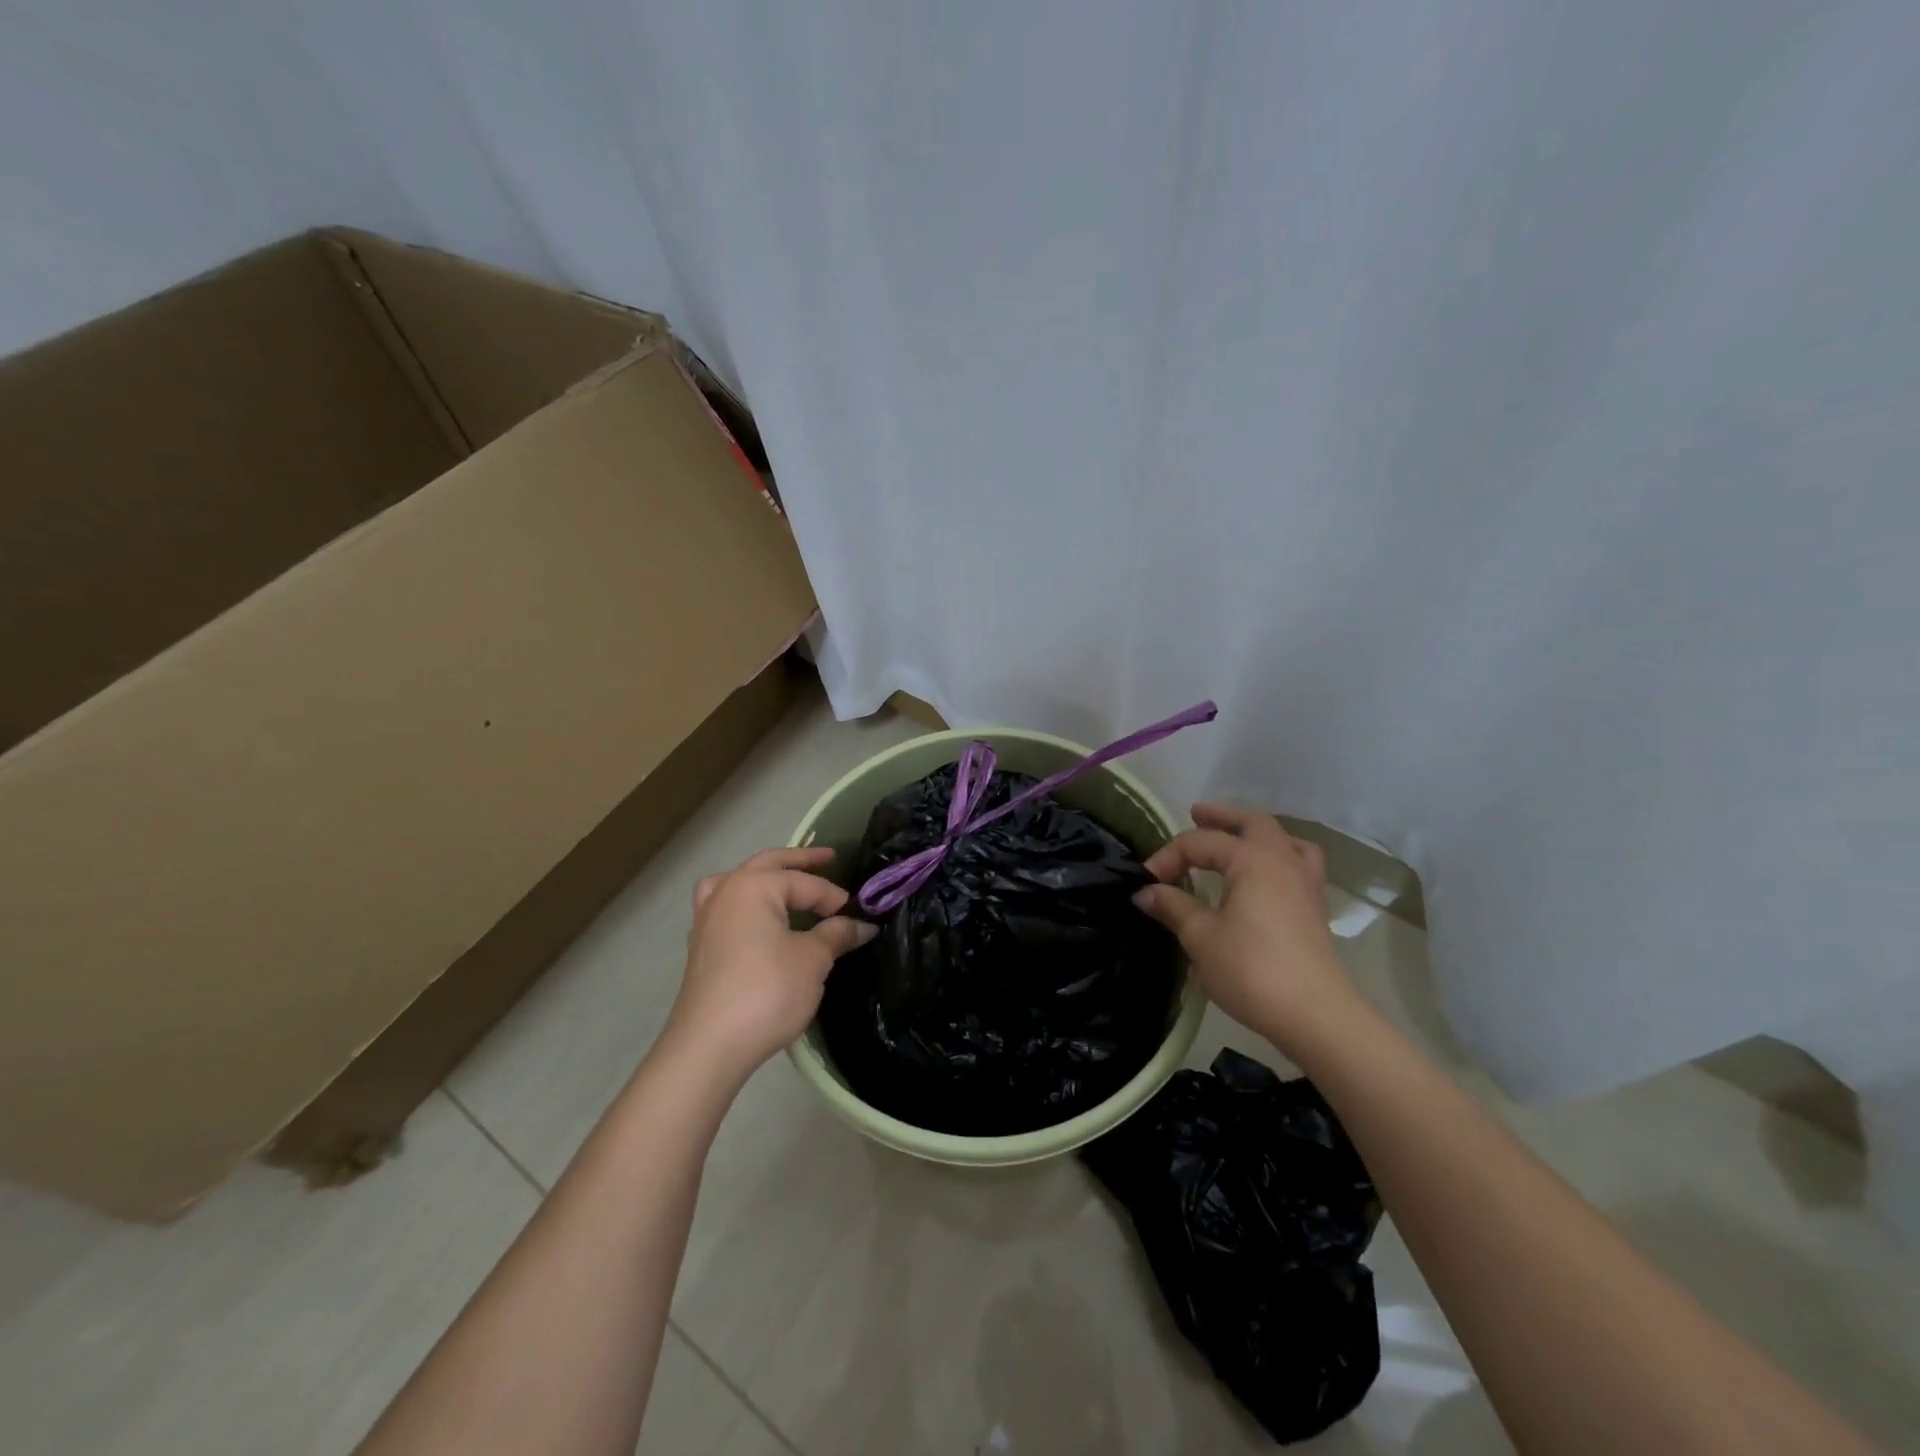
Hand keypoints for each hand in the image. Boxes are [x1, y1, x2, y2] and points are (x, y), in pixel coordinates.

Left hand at [661, 847, 875, 1087]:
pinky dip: (745, 902)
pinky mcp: (700, 947)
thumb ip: (837, 934)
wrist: (709, 1046)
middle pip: (767, 865)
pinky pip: (726, 907)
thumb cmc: (767, 991)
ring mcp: (707, 920)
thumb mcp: (813, 960)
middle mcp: (726, 893)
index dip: (834, 896)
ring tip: (783, 881)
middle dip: (799, 861)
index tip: (859, 913)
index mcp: (753, 886)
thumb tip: (863, 925)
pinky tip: (756, 920)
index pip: (804, 882)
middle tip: (828, 857)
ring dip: (764, 877)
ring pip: (737, 883)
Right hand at [1133, 804, 1363, 1054]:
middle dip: (1222, 817)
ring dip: (1257, 833)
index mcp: (1253, 860)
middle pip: (1253, 823)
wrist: (1315, 1015)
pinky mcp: (1314, 909)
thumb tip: (1145, 892)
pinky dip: (1280, 857)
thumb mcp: (1201, 938)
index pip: (1201, 843)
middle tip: (1196, 814)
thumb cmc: (1252, 970)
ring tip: (1238, 838)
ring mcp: (1305, 884)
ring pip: (1284, 840)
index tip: (1146, 883)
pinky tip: (1266, 877)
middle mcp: (1283, 861)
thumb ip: (1173, 907)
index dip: (1169, 857)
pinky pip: (1299, 864)